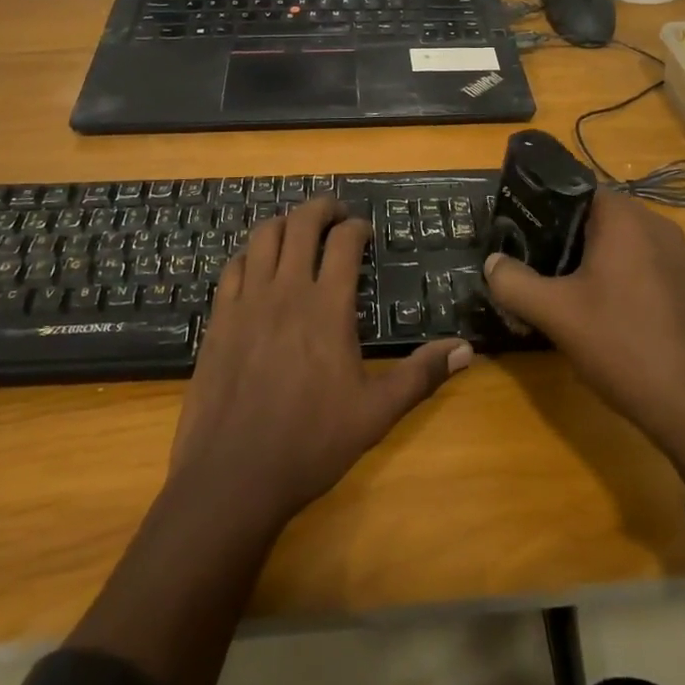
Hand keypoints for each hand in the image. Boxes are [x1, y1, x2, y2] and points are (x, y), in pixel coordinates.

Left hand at [169, 197, 471, 531]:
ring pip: (263, 236)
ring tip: (298, 231)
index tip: (364, 230)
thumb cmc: (311, 443)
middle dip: (321, 208)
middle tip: (335, 214)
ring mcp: (247, 301)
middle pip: (301, 223)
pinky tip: (258, 266)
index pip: (343, 241)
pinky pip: (233, 267)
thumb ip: (420, 375)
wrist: (233, 476)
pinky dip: (250, 254)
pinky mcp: (219, 319)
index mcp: (327, 306)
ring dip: (284, 223)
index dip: (357, 226)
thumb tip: (465, 349)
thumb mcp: (375, 413)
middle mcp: (286, 291)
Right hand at [482, 189, 684, 482]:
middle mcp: (655, 225)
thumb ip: (514, 282)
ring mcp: (675, 256)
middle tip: (525, 259)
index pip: (574, 187)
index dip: (539, 204)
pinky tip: (591, 308)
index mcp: (626, 218)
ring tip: (550, 284)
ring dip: (583, 258)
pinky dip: (609, 274)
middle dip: (557, 234)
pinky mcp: (683, 284)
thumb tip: (492, 263)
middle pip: (593, 215)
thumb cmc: (622, 345)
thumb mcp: (555, 313)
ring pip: (615, 242)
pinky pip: (636, 263)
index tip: (513, 227)